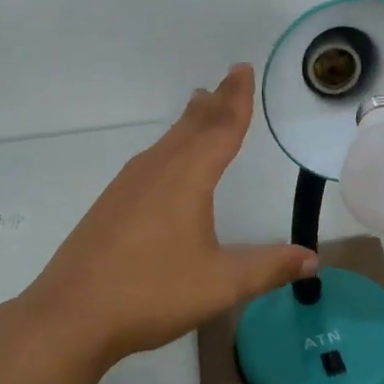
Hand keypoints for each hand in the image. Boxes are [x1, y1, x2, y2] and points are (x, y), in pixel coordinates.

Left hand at [21, 64, 316, 367]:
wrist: (71, 314)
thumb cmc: (151, 292)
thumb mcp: (220, 284)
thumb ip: (267, 268)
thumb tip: (311, 259)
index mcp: (187, 179)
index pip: (221, 129)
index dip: (237, 100)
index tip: (242, 69)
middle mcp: (156, 171)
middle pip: (192, 127)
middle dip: (215, 103)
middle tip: (228, 78)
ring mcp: (128, 186)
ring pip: (167, 142)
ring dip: (189, 122)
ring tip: (200, 105)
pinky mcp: (110, 205)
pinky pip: (150, 161)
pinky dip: (169, 146)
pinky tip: (165, 163)